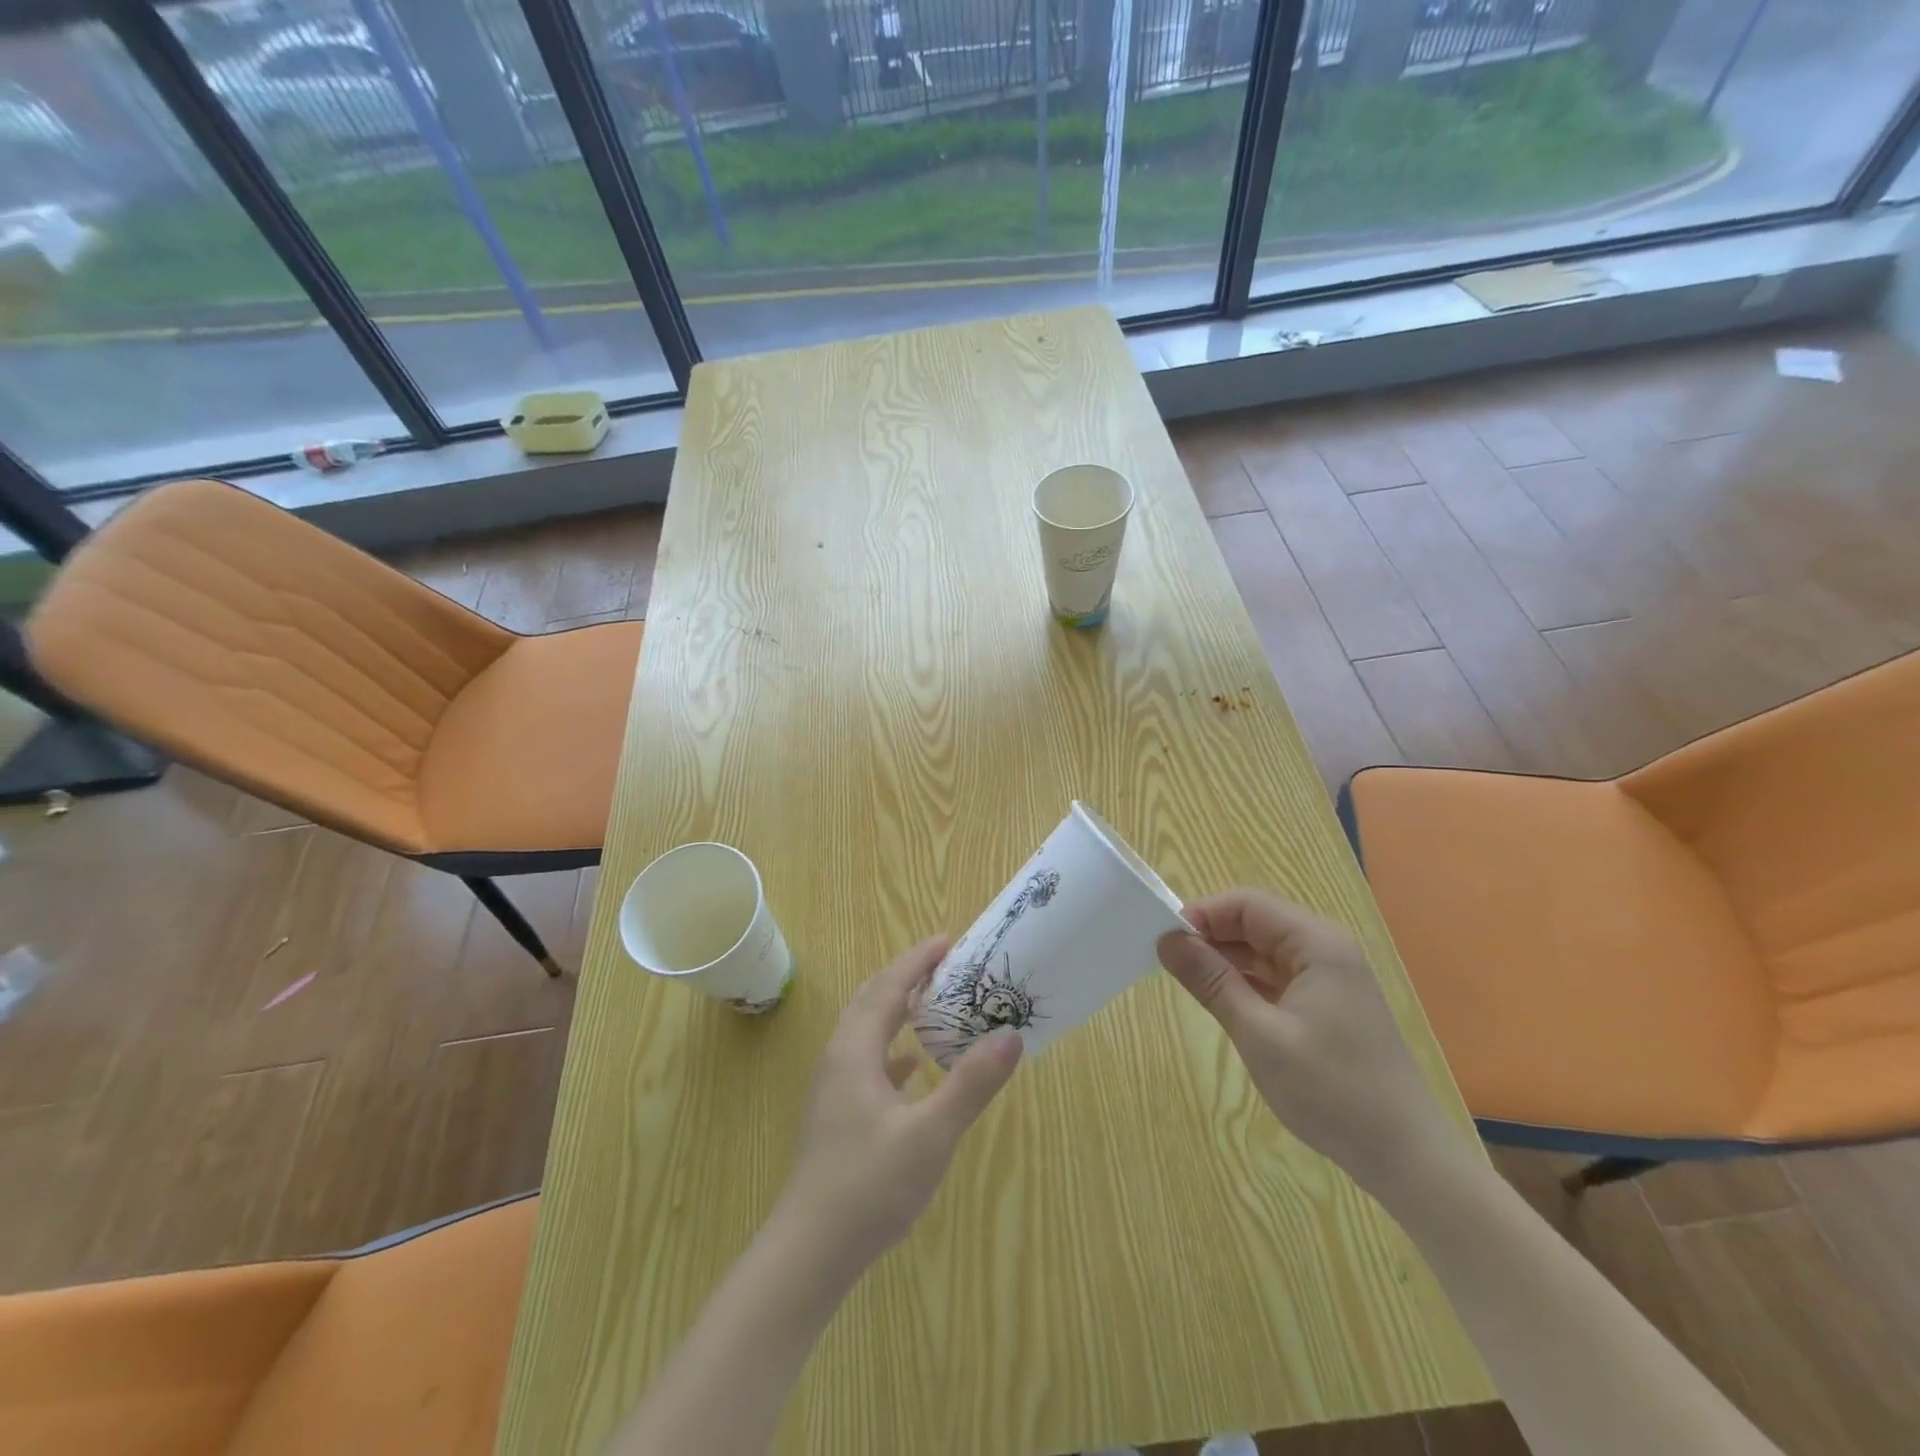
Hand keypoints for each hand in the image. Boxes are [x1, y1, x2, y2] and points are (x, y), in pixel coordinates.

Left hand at [775, 937, 1022, 1277]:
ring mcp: (833, 1088)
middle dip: (906, 977)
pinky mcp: (836, 1115)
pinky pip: (866, 1061)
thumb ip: (971, 1083)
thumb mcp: (930, 1134)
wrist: (808, 1253)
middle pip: (872, 1000)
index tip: (947, 941)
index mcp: (855, 1050)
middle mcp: (839, 1058)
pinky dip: (892, 1048)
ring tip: (934, 1006)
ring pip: (866, 1030)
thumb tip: (1010, 1035)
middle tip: (945, 966)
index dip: (917, 960)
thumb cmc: (869, 1186)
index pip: (888, 987)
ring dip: (898, 1010)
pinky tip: (913, 1067)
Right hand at [1156, 889, 1468, 1198]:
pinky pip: (1276, 976)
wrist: (1407, 1158)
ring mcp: (1329, 977)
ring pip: (1263, 950)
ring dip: (1226, 960)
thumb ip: (1211, 981)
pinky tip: (1223, 1002)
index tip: (1165, 942)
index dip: (1203, 915)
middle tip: (1170, 964)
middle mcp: (1325, 949)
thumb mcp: (1259, 1034)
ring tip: (1189, 983)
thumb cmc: (1332, 1091)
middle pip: (1255, 922)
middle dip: (1211, 936)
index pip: (1246, 904)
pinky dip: (1246, 982)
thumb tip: (1167, 939)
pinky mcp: (1328, 1004)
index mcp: (1316, 943)